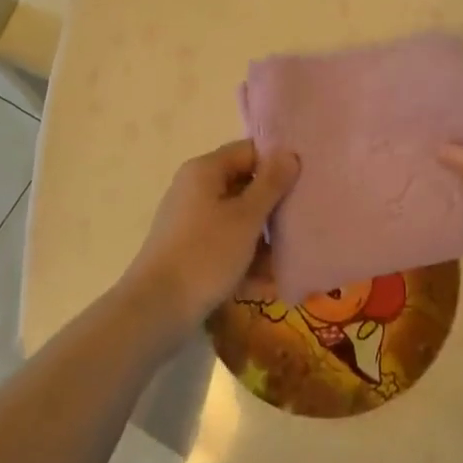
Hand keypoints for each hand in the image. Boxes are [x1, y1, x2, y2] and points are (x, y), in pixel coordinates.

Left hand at [122, 140, 299, 329]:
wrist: (155, 311)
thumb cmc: (205, 254)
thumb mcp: (246, 217)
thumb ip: (271, 184)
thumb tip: (289, 153)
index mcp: (205, 171)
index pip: (249, 152)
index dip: (278, 163)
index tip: (306, 181)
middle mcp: (195, 190)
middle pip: (244, 186)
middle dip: (274, 206)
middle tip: (305, 220)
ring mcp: (191, 222)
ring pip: (237, 220)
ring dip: (264, 239)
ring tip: (292, 258)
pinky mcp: (190, 252)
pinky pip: (226, 246)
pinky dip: (245, 260)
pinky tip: (269, 284)